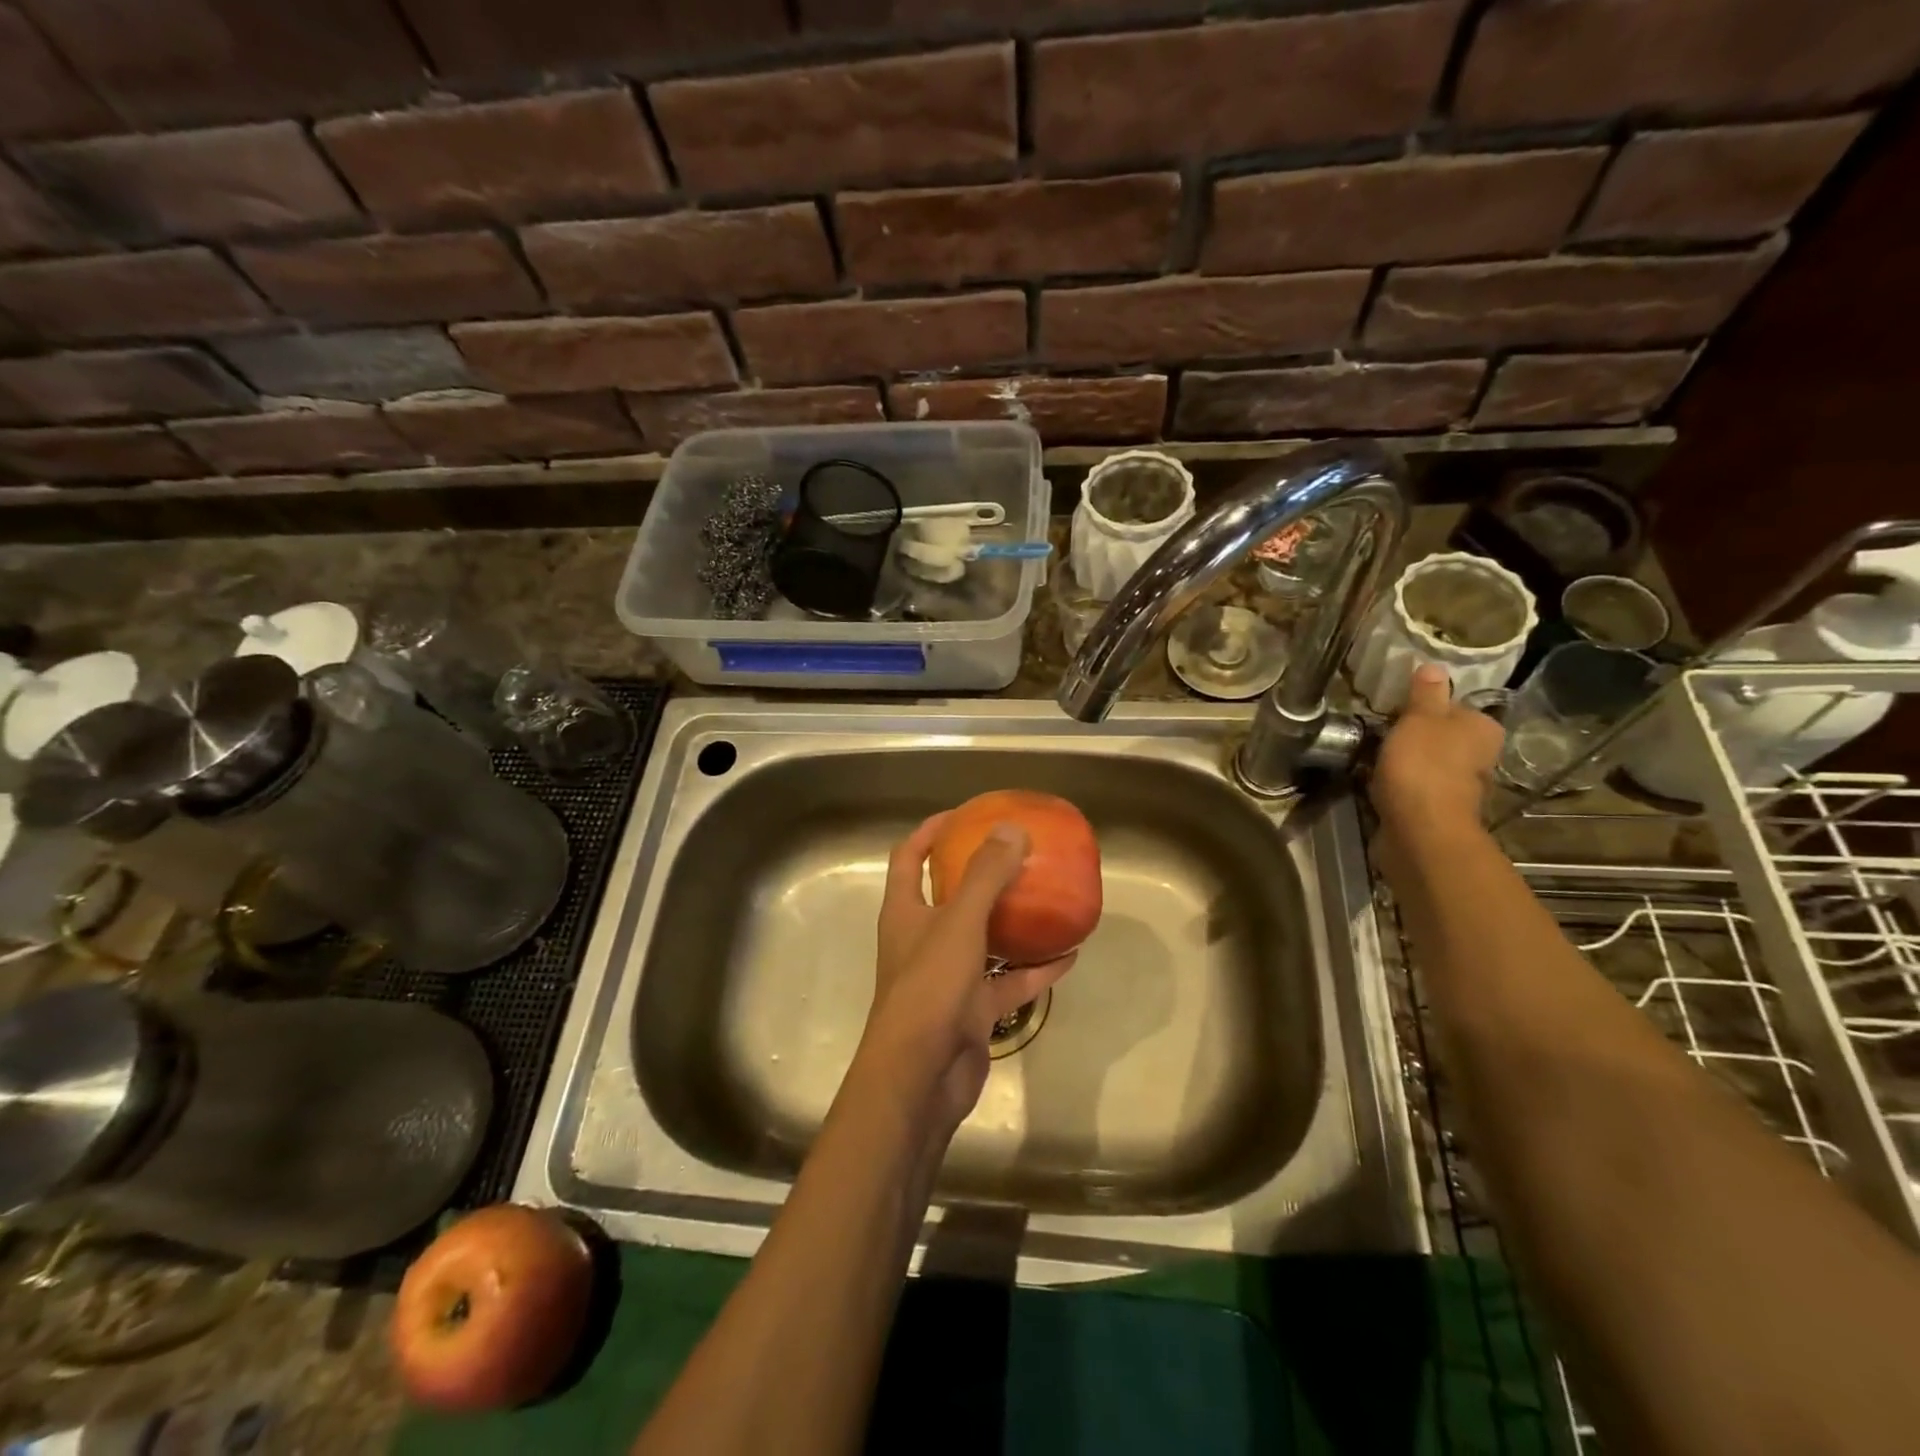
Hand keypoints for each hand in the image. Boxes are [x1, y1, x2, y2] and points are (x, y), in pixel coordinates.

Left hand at [857, 814, 1076, 1135]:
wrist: (921, 1077)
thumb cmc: (930, 988)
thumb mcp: (959, 923)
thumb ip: (984, 876)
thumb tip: (1012, 829)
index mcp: (905, 911)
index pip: (909, 857)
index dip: (931, 831)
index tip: (965, 814)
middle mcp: (923, 939)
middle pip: (949, 895)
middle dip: (979, 873)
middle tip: (1016, 853)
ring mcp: (948, 976)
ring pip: (984, 939)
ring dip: (1013, 921)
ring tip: (1047, 898)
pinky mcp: (972, 1009)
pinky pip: (1008, 981)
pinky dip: (1035, 969)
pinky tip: (1068, 954)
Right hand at [1370, 664, 1503, 833]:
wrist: (1420, 830)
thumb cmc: (1423, 765)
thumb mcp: (1419, 719)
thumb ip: (1426, 694)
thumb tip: (1434, 665)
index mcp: (1482, 729)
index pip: (1456, 708)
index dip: (1426, 708)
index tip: (1396, 710)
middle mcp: (1480, 757)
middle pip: (1443, 737)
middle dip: (1417, 736)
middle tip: (1381, 731)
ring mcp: (1460, 787)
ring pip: (1430, 764)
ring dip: (1407, 761)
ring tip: (1374, 756)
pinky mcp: (1437, 811)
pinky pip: (1416, 788)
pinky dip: (1400, 784)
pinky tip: (1378, 782)